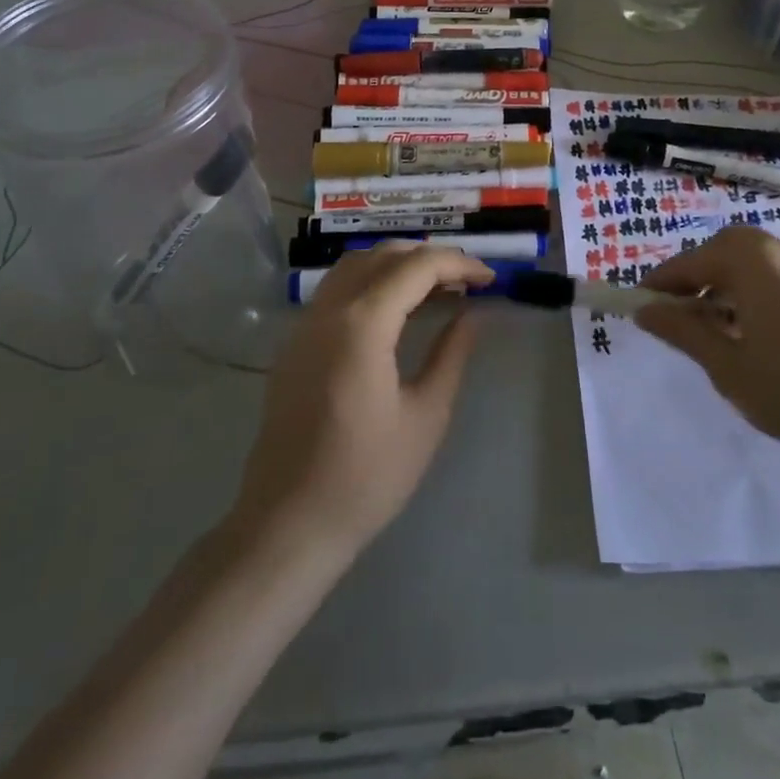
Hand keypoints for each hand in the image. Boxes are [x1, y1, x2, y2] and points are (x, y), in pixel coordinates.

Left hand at [231, 244, 490, 556]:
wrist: (289, 524)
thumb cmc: (366, 477)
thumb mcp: (426, 416)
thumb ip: (451, 354)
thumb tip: (471, 314)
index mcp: (362, 324)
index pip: (417, 266)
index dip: (459, 264)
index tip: (491, 279)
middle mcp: (329, 310)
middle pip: (385, 255)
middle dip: (431, 257)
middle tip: (468, 281)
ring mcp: (306, 323)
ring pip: (356, 264)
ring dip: (399, 264)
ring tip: (436, 288)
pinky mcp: (296, 342)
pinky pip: (338, 287)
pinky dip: (372, 280)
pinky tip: (396, 309)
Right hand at [638, 225, 779, 482]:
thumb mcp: (728, 366)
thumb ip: (683, 331)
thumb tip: (646, 311)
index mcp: (753, 261)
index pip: (692, 261)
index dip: (662, 283)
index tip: (640, 305)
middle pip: (726, 251)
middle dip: (696, 277)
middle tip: (678, 313)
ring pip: (755, 264)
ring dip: (726, 285)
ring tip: (715, 328)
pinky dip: (756, 293)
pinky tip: (757, 334)